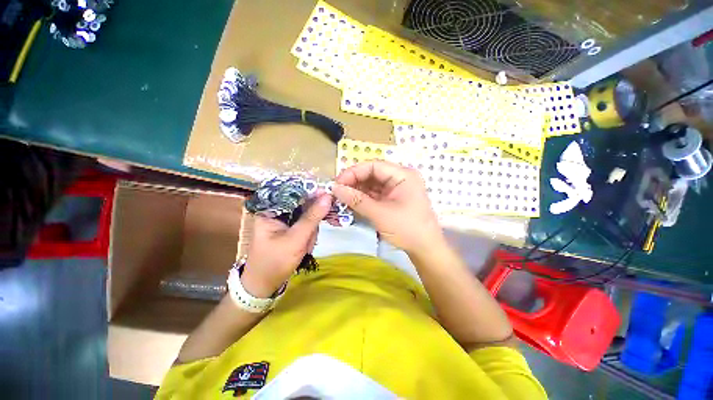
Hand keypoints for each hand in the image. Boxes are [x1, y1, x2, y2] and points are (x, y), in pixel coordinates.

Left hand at [241, 194, 331, 296]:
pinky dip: (310, 235)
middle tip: (310, 237)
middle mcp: (277, 210)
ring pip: (308, 215)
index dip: (311, 192)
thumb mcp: (295, 239)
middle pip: (303, 203)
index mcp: (270, 208)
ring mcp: (285, 220)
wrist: (264, 286)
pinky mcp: (291, 228)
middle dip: (311, 221)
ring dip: (311, 231)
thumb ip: (312, 217)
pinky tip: (305, 246)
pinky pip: (307, 224)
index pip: (293, 191)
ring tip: (305, 247)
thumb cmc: (275, 262)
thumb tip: (328, 196)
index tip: (327, 196)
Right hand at [333, 161, 443, 254]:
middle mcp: (400, 178)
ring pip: (372, 184)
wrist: (425, 249)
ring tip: (341, 197)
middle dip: (354, 181)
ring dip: (357, 190)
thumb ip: (357, 200)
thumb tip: (335, 188)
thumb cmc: (407, 229)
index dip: (353, 172)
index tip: (337, 183)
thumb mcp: (380, 214)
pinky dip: (363, 197)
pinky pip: (375, 194)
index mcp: (402, 175)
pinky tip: (351, 201)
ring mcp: (396, 189)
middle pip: (372, 173)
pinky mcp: (393, 199)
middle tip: (337, 191)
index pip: (373, 166)